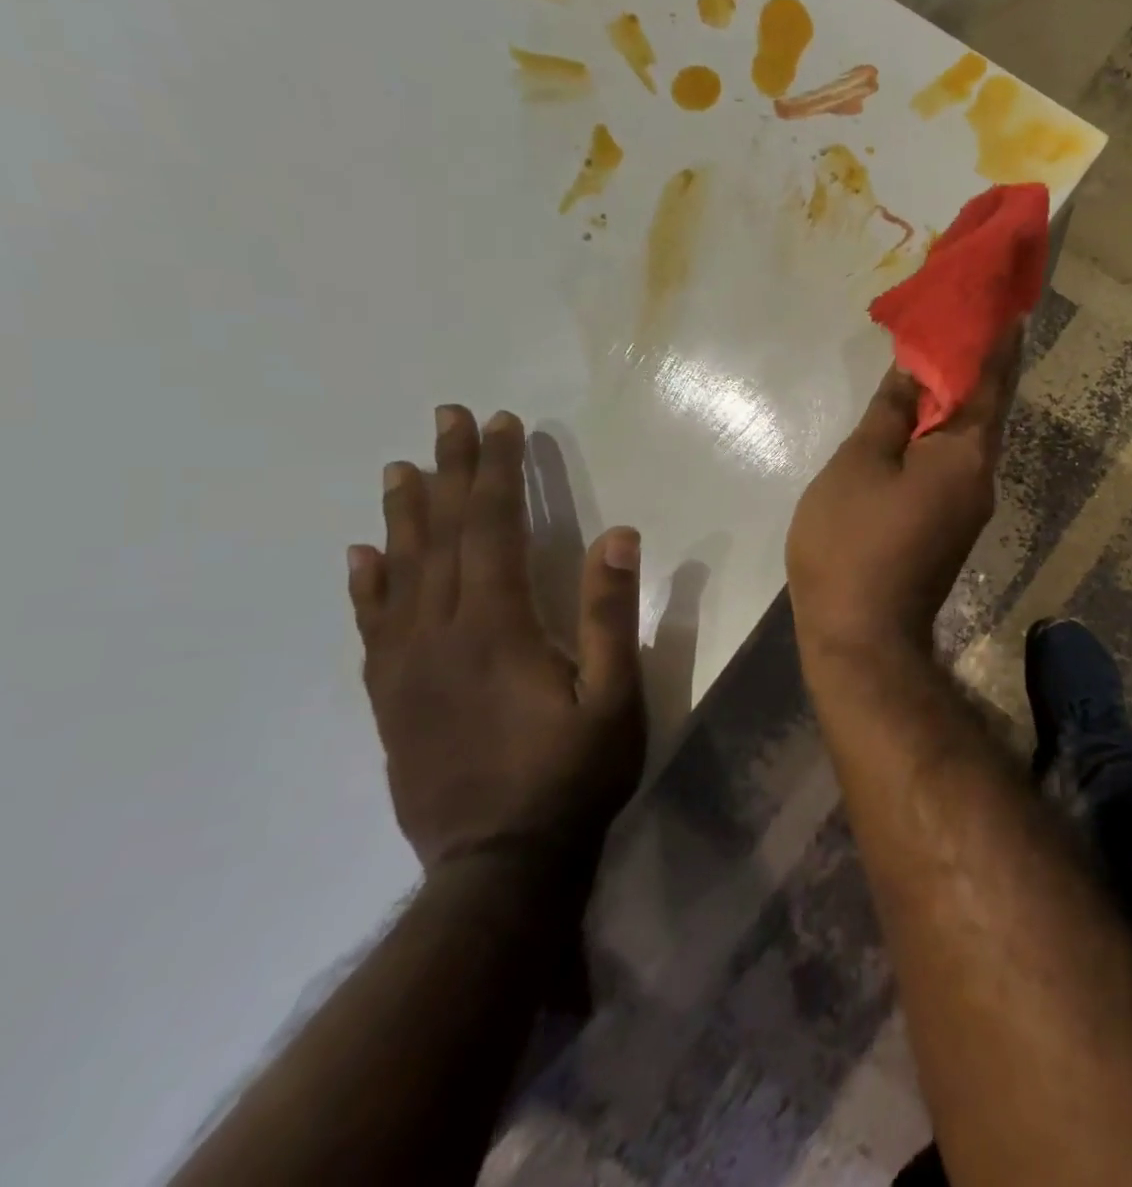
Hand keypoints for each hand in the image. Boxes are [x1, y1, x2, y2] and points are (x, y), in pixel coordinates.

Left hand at [348, 406, 644, 872]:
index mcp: (498, 628)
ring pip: (400, 573)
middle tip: (447, 418)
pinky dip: (366, 584)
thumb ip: (612, 614)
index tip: (501, 425)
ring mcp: (407, 667)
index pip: (493, 529)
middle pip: (441, 536)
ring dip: (403, 515)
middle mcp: (441, 634)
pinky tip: (362, 556)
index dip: (497, 472)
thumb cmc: (574, 773)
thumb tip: (618, 535)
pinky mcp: (392, 697)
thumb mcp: (615, 695)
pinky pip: (371, 627)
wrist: (499, 863)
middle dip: (449, 472)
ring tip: (400, 468)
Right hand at [787, 330, 1021, 659]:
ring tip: (943, 354)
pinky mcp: (953, 524)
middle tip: (970, 318)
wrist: (863, 638)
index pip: (991, 379)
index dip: (998, 338)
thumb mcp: (860, 464)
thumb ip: (891, 411)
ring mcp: (971, 504)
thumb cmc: (853, 543)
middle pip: (988, 406)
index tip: (1006, 302)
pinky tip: (924, 415)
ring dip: (963, 394)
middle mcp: (983, 475)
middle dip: (983, 361)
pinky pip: (956, 460)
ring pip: (971, 435)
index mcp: (967, 452)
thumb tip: (915, 369)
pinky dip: (946, 428)